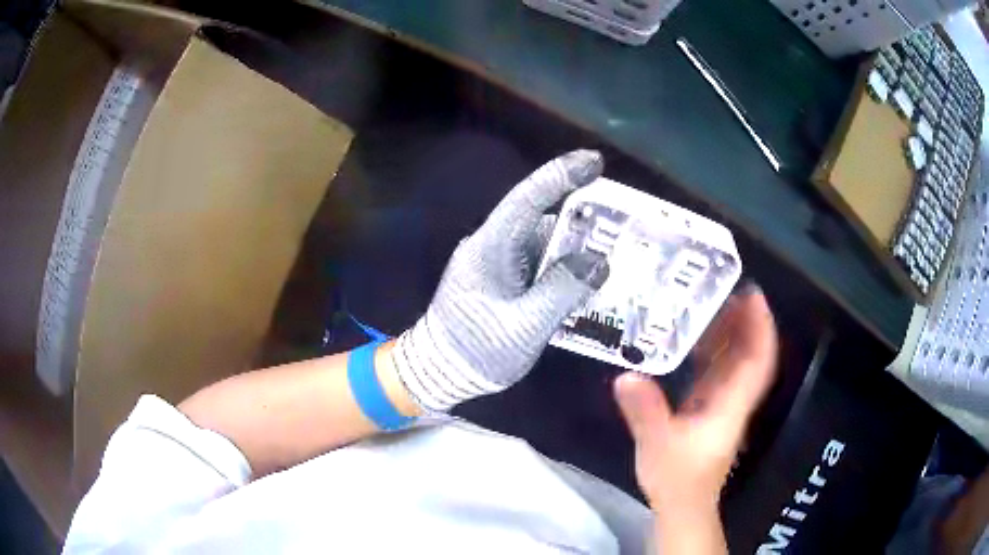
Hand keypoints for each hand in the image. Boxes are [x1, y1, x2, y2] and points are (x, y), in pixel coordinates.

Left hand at [392, 150, 610, 412]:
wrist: (441, 372)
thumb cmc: (476, 350)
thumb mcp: (525, 326)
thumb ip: (563, 291)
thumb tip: (599, 262)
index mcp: (490, 247)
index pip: (527, 199)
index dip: (561, 176)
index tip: (595, 162)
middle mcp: (493, 246)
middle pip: (542, 218)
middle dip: (583, 218)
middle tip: (624, 223)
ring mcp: (498, 262)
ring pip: (544, 242)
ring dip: (577, 246)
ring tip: (617, 253)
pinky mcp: (504, 280)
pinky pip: (540, 263)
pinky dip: (566, 267)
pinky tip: (591, 278)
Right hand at [614, 286, 777, 551]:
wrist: (682, 505)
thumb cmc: (678, 478)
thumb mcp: (657, 445)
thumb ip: (645, 411)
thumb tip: (625, 376)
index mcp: (730, 406)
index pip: (757, 362)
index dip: (760, 328)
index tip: (753, 295)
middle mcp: (733, 399)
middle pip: (750, 355)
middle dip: (746, 320)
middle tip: (729, 288)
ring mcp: (723, 403)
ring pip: (736, 361)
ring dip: (731, 332)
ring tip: (714, 302)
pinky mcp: (710, 409)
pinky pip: (719, 372)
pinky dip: (714, 351)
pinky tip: (697, 337)